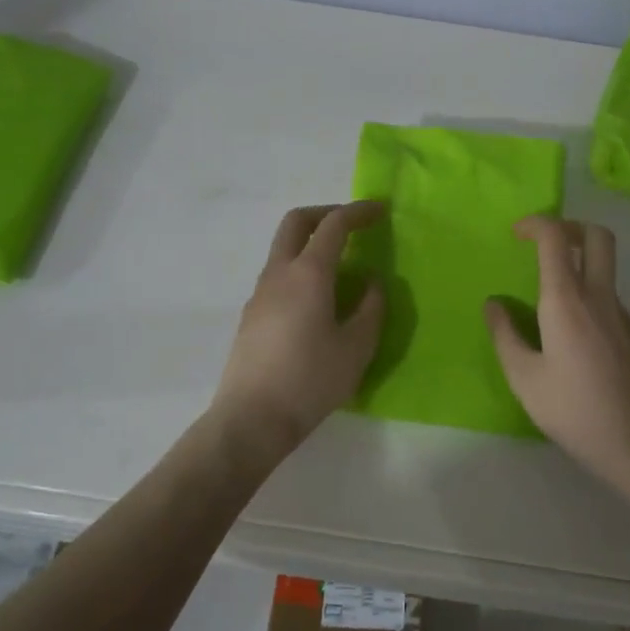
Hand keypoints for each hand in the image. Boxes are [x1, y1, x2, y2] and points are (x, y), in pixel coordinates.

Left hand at [211, 202, 386, 459]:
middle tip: (352, 225)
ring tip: (341, 267)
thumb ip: (370, 308)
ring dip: (311, 243)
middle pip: (296, 222)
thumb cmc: (310, 381)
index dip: (358, 212)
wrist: (250, 420)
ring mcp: (259, 294)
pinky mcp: (251, 315)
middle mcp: (279, 274)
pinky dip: (301, 268)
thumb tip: (371, 283)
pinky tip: (318, 300)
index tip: (380, 210)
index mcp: (308, 274)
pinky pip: (278, 275)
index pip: (333, 225)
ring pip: (283, 249)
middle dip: (325, 214)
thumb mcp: (356, 347)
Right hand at [486, 216, 629, 489]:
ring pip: (605, 264)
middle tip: (542, 243)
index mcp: (567, 300)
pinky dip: (587, 290)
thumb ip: (505, 335)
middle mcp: (599, 296)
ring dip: (578, 259)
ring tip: (547, 293)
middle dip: (568, 226)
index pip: (555, 237)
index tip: (515, 233)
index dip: (535, 223)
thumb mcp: (524, 377)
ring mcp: (622, 313)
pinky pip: (607, 294)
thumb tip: (493, 304)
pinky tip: (568, 330)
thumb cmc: (574, 410)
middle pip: (596, 235)